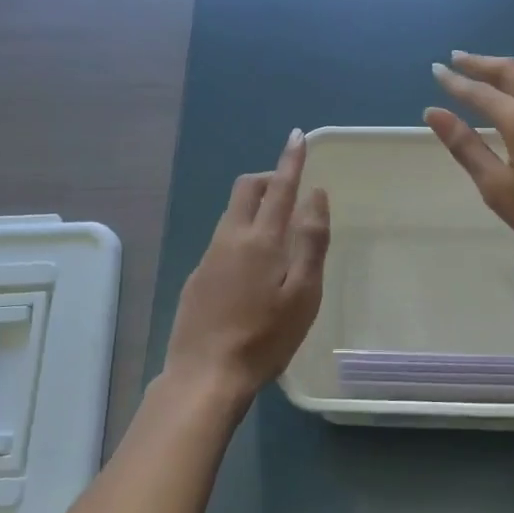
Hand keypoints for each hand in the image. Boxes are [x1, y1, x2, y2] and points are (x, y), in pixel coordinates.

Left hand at [164, 129, 330, 410]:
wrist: (205, 375)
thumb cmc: (265, 338)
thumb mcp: (303, 293)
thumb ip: (311, 241)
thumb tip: (316, 196)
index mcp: (261, 239)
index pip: (280, 187)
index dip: (291, 160)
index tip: (297, 136)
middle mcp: (230, 238)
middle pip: (246, 189)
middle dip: (268, 179)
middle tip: (290, 193)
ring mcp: (208, 256)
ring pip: (232, 214)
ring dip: (254, 207)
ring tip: (277, 235)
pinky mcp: (196, 277)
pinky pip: (222, 239)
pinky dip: (241, 235)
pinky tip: (251, 271)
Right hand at [425, 52, 513, 278]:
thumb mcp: (498, 187)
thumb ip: (465, 146)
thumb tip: (434, 112)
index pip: (479, 92)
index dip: (455, 82)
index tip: (436, 70)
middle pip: (510, 71)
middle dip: (481, 63)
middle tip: (456, 57)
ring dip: (506, 72)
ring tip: (486, 73)